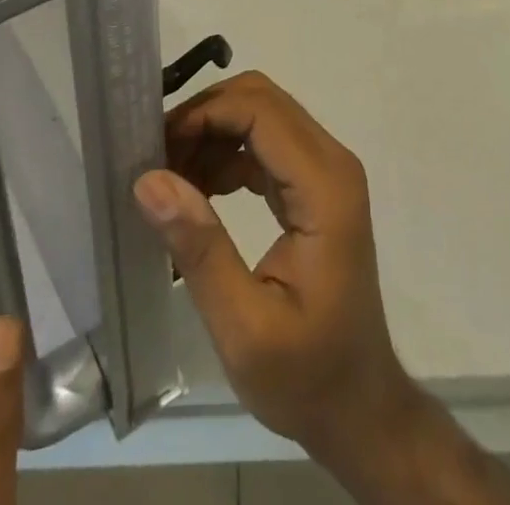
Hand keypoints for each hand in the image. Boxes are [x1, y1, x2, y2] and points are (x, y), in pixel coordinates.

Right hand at [131, 72, 419, 470]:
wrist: (359, 408)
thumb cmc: (307, 377)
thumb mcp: (244, 329)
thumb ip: (200, 248)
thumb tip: (149, 179)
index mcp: (324, 187)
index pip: (260, 111)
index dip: (204, 115)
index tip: (155, 148)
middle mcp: (331, 163)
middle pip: (261, 100)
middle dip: (204, 117)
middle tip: (157, 158)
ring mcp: (325, 172)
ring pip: (261, 115)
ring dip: (212, 134)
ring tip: (168, 179)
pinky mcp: (313, 186)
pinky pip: (264, 144)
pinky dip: (226, 154)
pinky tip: (196, 192)